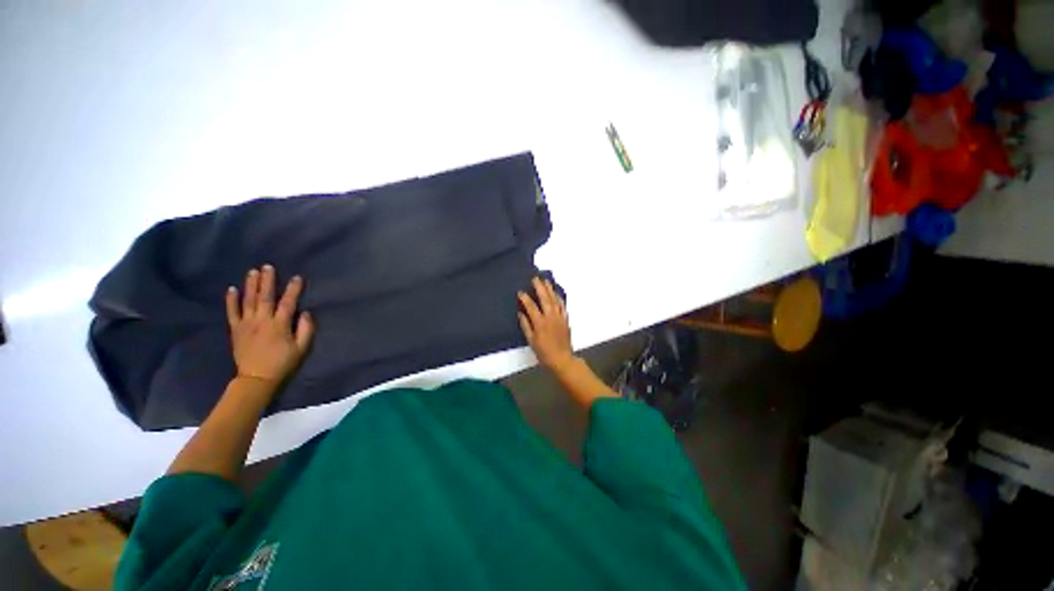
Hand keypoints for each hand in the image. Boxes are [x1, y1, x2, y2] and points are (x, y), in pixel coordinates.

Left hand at [225, 265, 314, 384]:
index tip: (297, 277)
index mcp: (279, 325)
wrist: (256, 378)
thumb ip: (305, 329)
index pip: (288, 302)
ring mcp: (246, 324)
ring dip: (250, 285)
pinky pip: (232, 312)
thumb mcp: (301, 348)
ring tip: (253, 271)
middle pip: (264, 297)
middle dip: (267, 281)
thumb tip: (306, 313)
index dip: (293, 289)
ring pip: (248, 300)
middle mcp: (261, 320)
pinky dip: (231, 300)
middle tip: (268, 266)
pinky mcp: (235, 329)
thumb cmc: (282, 363)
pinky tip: (232, 289)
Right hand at [517, 277, 574, 371]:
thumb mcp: (531, 340)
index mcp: (540, 323)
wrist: (561, 359)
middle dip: (539, 287)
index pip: (531, 306)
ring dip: (550, 289)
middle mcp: (550, 317)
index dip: (525, 298)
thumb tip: (520, 313)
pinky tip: (556, 293)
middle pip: (545, 299)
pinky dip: (559, 298)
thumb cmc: (543, 352)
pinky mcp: (565, 320)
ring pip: (555, 300)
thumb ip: (525, 325)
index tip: (520, 292)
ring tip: (546, 281)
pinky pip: (562, 306)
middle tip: (535, 278)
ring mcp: (559, 317)